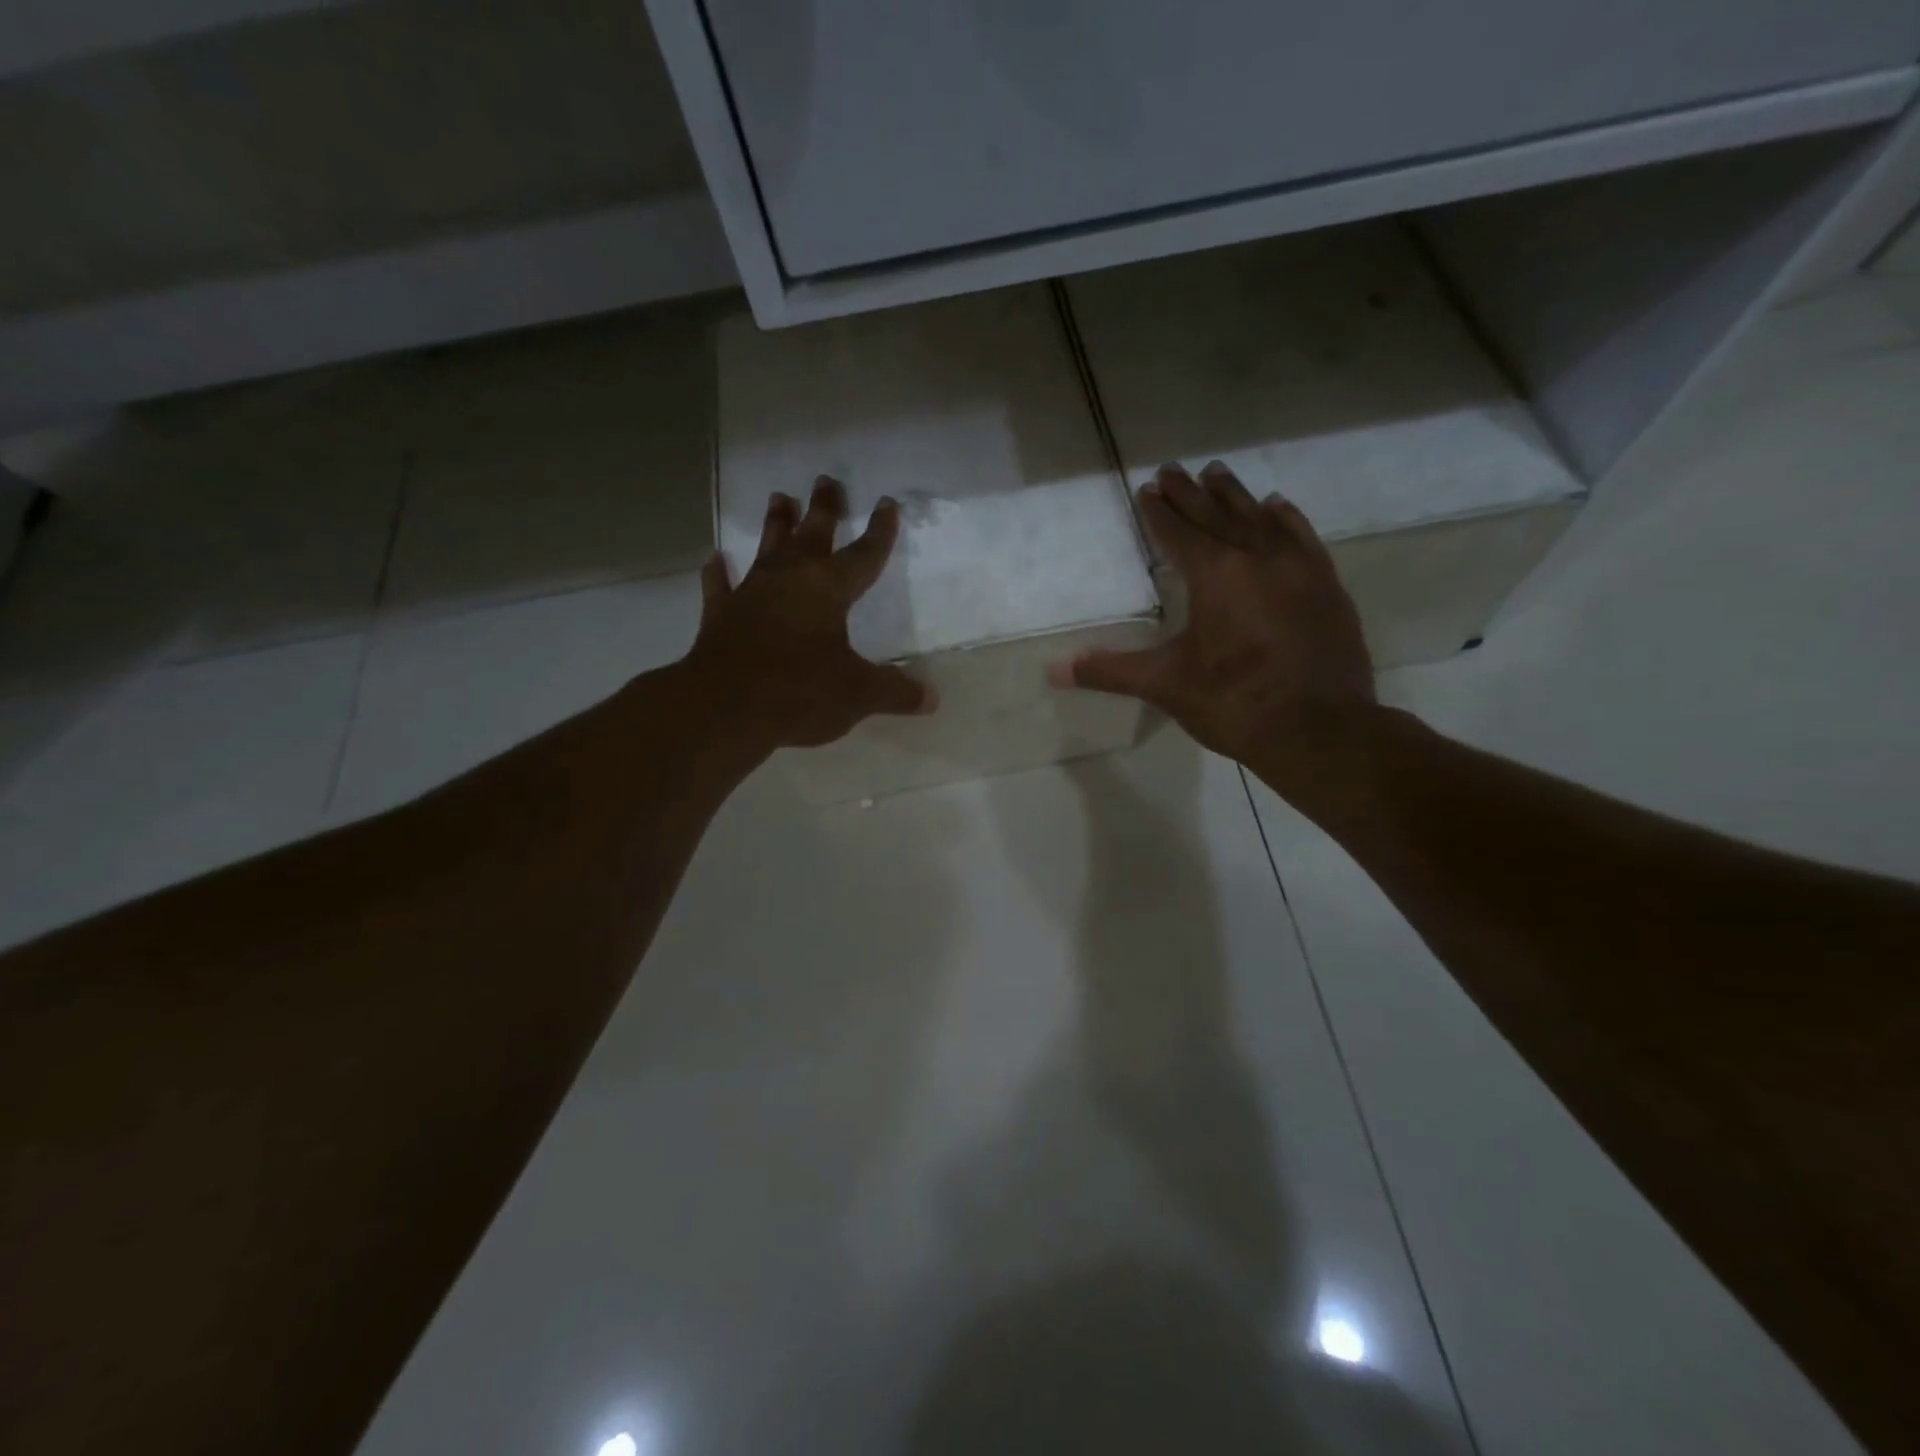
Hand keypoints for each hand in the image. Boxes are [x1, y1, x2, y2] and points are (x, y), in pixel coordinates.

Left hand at [684, 476, 934, 750]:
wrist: (725, 709)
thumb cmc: (799, 693)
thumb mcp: (858, 695)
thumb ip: (895, 692)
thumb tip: (932, 699)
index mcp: (828, 590)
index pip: (863, 554)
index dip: (879, 531)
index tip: (887, 503)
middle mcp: (790, 580)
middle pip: (811, 534)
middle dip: (824, 508)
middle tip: (826, 479)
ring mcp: (750, 594)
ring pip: (767, 549)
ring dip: (776, 524)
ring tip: (779, 497)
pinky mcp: (720, 616)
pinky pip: (719, 586)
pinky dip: (718, 573)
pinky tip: (715, 559)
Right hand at [1051, 461, 1375, 787]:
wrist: (1321, 731)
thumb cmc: (1235, 703)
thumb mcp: (1165, 686)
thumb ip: (1110, 671)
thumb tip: (1054, 671)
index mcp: (1215, 575)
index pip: (1179, 533)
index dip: (1158, 512)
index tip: (1146, 489)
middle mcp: (1257, 557)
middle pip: (1216, 514)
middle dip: (1190, 492)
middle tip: (1172, 468)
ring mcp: (1298, 568)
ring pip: (1259, 517)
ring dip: (1234, 495)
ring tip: (1216, 472)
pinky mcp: (1326, 585)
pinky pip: (1301, 536)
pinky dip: (1285, 517)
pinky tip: (1277, 505)